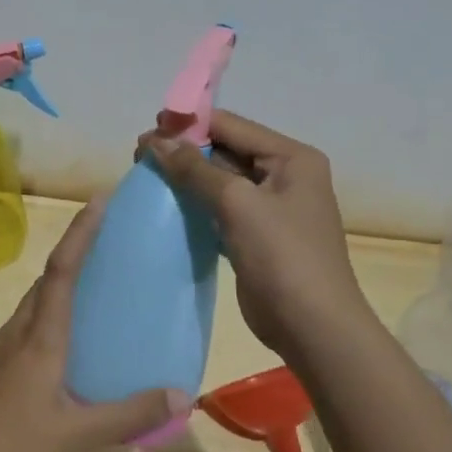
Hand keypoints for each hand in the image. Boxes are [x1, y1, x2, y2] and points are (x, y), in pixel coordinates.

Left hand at [0, 196, 186, 451]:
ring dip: (61, 285)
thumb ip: (129, 414)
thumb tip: (180, 393)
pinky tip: (68, 347)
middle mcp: (17, 334)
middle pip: (47, 280)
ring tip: (96, 288)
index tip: (99, 200)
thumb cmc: (8, 449)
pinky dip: (51, 318)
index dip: (81, 233)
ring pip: (35, 305)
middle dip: (75, 252)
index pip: (62, 270)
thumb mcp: (76, 436)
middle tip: (111, 243)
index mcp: (40, 338)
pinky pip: (28, 329)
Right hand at [142, 110, 370, 357]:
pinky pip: (221, 209)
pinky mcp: (256, 235)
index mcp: (292, 158)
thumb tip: (156, 142)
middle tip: (139, 156)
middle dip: (184, 151)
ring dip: (186, 177)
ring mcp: (271, 208)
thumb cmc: (282, 256)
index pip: (233, 126)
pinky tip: (166, 205)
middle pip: (226, 150)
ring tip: (146, 176)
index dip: (190, 124)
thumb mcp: (238, 204)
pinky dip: (195, 204)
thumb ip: (196, 170)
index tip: (148, 130)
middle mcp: (284, 175)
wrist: (312, 327)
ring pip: (221, 181)